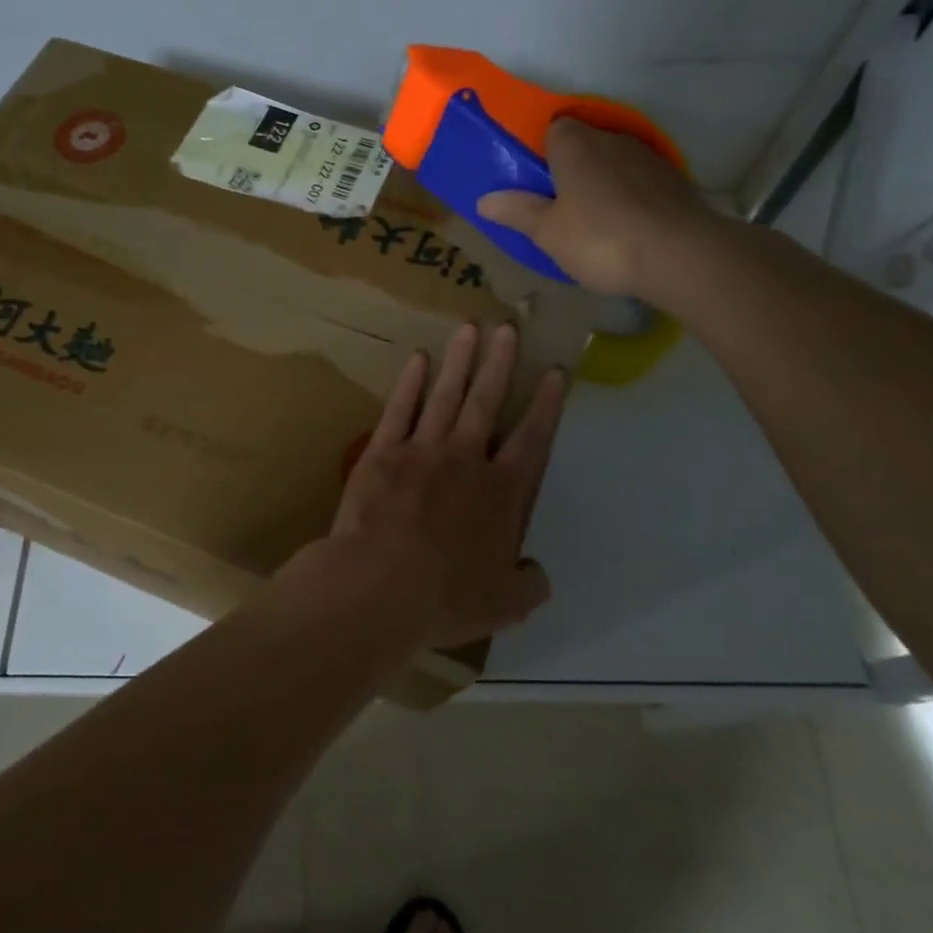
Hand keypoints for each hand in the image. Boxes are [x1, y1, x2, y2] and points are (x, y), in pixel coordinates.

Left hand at [273, 324, 566, 651]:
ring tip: (470, 328)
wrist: (378, 586)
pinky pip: (399, 409)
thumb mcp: (506, 604)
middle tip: (508, 328)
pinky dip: (410, 383)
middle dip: (501, 363)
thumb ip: (529, 583)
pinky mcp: (382, 452)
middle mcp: (465, 459)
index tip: (554, 371)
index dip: (546, 403)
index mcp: (502, 492)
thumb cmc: (446, 597)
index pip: (532, 438)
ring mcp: (421, 450)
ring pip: (446, 395)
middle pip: (487, 401)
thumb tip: (536, 570)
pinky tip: (418, 359)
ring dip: (460, 361)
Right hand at [476, 118, 722, 300]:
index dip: (542, 152)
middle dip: (571, 168)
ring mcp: (647, 157)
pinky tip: (626, 227)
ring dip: (603, 182)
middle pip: (585, 144)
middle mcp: (612, 139)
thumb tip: (484, 199)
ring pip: (614, 162)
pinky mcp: (674, 180)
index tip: (536, 182)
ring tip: (594, 220)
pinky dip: (630, 197)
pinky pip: (640, 181)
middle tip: (559, 206)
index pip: (554, 128)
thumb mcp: (547, 232)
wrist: (679, 254)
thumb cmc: (600, 238)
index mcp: (575, 144)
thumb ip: (516, 212)